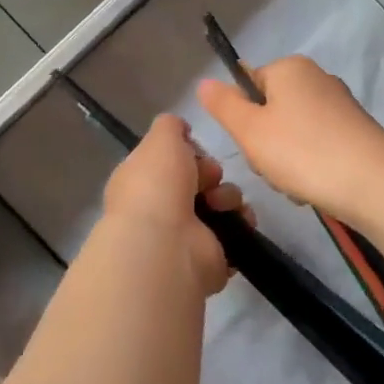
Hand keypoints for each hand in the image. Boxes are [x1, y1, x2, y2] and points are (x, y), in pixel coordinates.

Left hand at [103, 114, 248, 294]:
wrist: (166, 245)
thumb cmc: (158, 185)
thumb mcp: (161, 139)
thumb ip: (170, 126)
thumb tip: (180, 129)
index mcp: (142, 181)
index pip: (170, 161)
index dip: (188, 152)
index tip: (196, 149)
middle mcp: (161, 208)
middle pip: (199, 179)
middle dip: (211, 172)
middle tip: (211, 177)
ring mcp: (185, 235)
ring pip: (220, 203)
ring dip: (229, 196)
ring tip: (222, 203)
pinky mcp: (210, 256)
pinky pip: (234, 231)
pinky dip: (241, 223)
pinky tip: (239, 220)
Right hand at [197, 56, 383, 234]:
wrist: (375, 184)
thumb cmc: (303, 151)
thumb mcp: (250, 130)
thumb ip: (223, 105)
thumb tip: (204, 82)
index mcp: (289, 68)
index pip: (247, 84)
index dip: (242, 118)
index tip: (251, 145)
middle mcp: (316, 77)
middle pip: (270, 110)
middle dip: (265, 144)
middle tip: (273, 168)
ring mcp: (339, 104)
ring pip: (292, 132)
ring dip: (286, 161)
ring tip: (297, 183)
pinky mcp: (356, 130)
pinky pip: (317, 145)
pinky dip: (311, 166)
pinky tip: (316, 187)